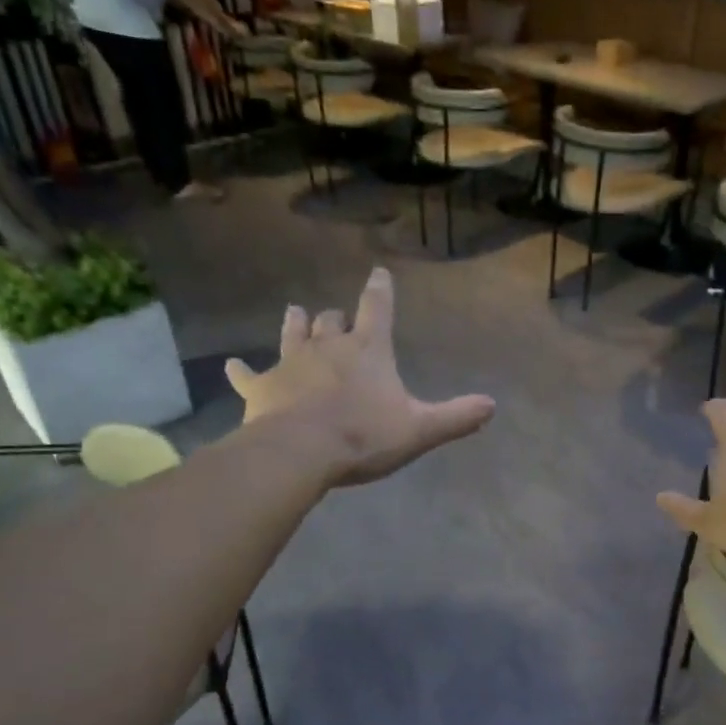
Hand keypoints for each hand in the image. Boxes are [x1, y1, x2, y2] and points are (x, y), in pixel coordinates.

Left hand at [225, 268, 495, 486]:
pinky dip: (242, 371)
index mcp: (368, 350)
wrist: (301, 452)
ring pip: (292, 334)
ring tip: (296, 312)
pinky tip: (233, 366)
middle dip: (336, 316)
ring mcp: (291, 364)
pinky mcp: (261, 388)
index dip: (380, 289)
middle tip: (336, 316)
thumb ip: (456, 416)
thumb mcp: (420, 429)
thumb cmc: (364, 436)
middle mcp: (328, 347)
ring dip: (296, 325)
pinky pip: (248, 375)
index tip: (378, 272)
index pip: (378, 308)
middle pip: (331, 320)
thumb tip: (492, 405)